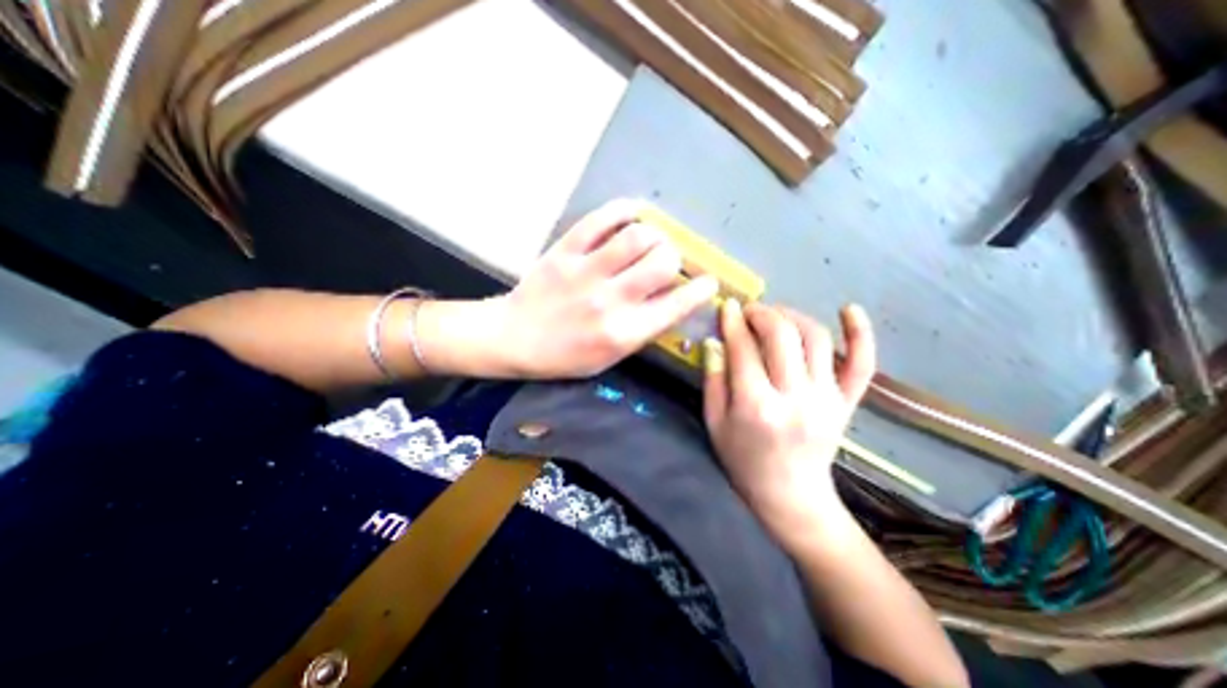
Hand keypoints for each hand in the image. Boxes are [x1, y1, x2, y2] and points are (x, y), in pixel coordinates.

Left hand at [489, 199, 721, 377]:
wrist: (515, 339)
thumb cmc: (565, 356)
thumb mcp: (610, 357)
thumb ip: (643, 329)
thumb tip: (671, 298)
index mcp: (624, 333)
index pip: (677, 305)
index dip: (701, 290)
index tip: (708, 282)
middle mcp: (610, 301)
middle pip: (663, 262)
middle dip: (674, 258)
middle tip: (667, 261)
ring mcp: (586, 273)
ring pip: (638, 236)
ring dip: (654, 235)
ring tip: (649, 240)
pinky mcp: (565, 252)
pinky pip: (601, 219)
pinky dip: (624, 210)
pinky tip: (632, 214)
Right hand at [706, 299, 875, 546]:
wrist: (790, 495)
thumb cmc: (742, 460)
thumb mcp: (714, 422)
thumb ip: (713, 380)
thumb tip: (715, 341)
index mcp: (757, 406)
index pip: (744, 350)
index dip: (733, 323)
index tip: (728, 306)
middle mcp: (796, 397)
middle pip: (782, 336)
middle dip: (762, 314)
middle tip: (749, 311)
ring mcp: (827, 399)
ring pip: (817, 339)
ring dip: (794, 317)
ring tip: (777, 316)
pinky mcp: (847, 402)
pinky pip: (861, 363)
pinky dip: (860, 333)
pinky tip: (849, 308)